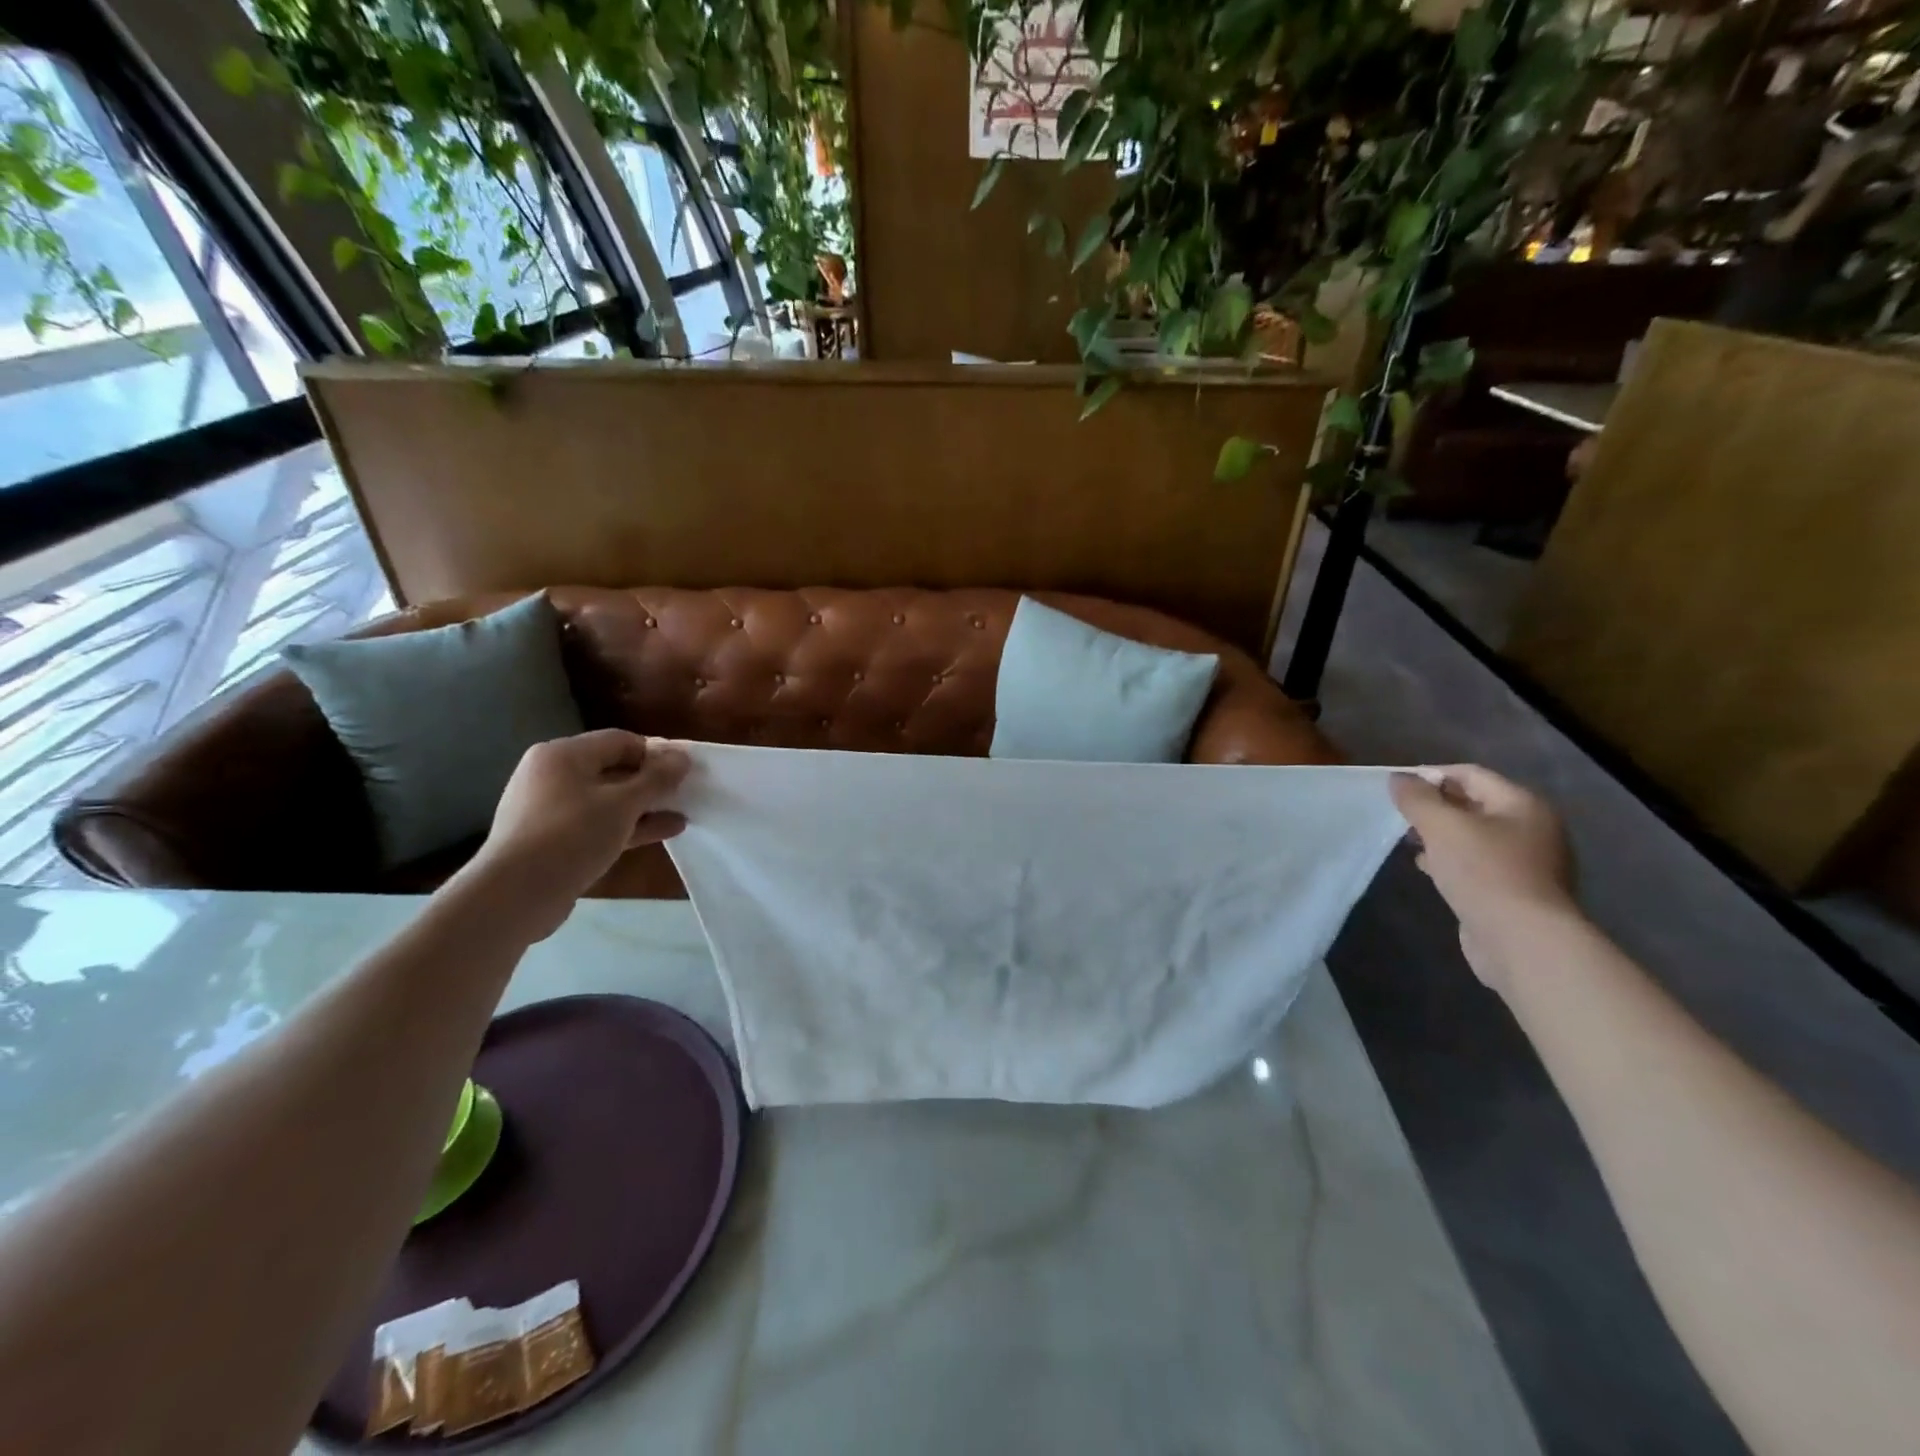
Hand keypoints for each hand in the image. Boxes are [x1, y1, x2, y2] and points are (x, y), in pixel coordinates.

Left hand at [461, 731, 689, 938]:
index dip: (656, 753)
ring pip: (607, 800)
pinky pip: (597, 823)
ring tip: (680, 816)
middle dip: (651, 782)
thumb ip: (657, 779)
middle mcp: (552, 775)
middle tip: (685, 794)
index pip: (620, 740)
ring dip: (643, 807)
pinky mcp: (552, 839)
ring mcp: (550, 809)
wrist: (514, 895)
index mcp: (563, 755)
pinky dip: (626, 826)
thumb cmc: (571, 836)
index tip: (685, 772)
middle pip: (613, 769)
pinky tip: (660, 833)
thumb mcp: (623, 804)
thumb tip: (683, 757)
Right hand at [1390, 765, 1578, 991]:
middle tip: (1400, 816)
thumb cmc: (1484, 872)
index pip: (1471, 774)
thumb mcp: (1442, 826)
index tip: (1397, 787)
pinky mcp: (1514, 891)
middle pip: (1474, 804)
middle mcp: (1532, 828)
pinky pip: (1477, 864)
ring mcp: (1527, 863)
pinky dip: (1450, 860)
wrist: (1522, 941)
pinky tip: (1428, 869)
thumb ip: (1416, 798)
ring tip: (1409, 841)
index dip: (1431, 774)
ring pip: (1473, 836)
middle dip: (1434, 807)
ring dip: (1440, 835)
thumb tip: (1398, 778)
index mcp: (1523, 805)